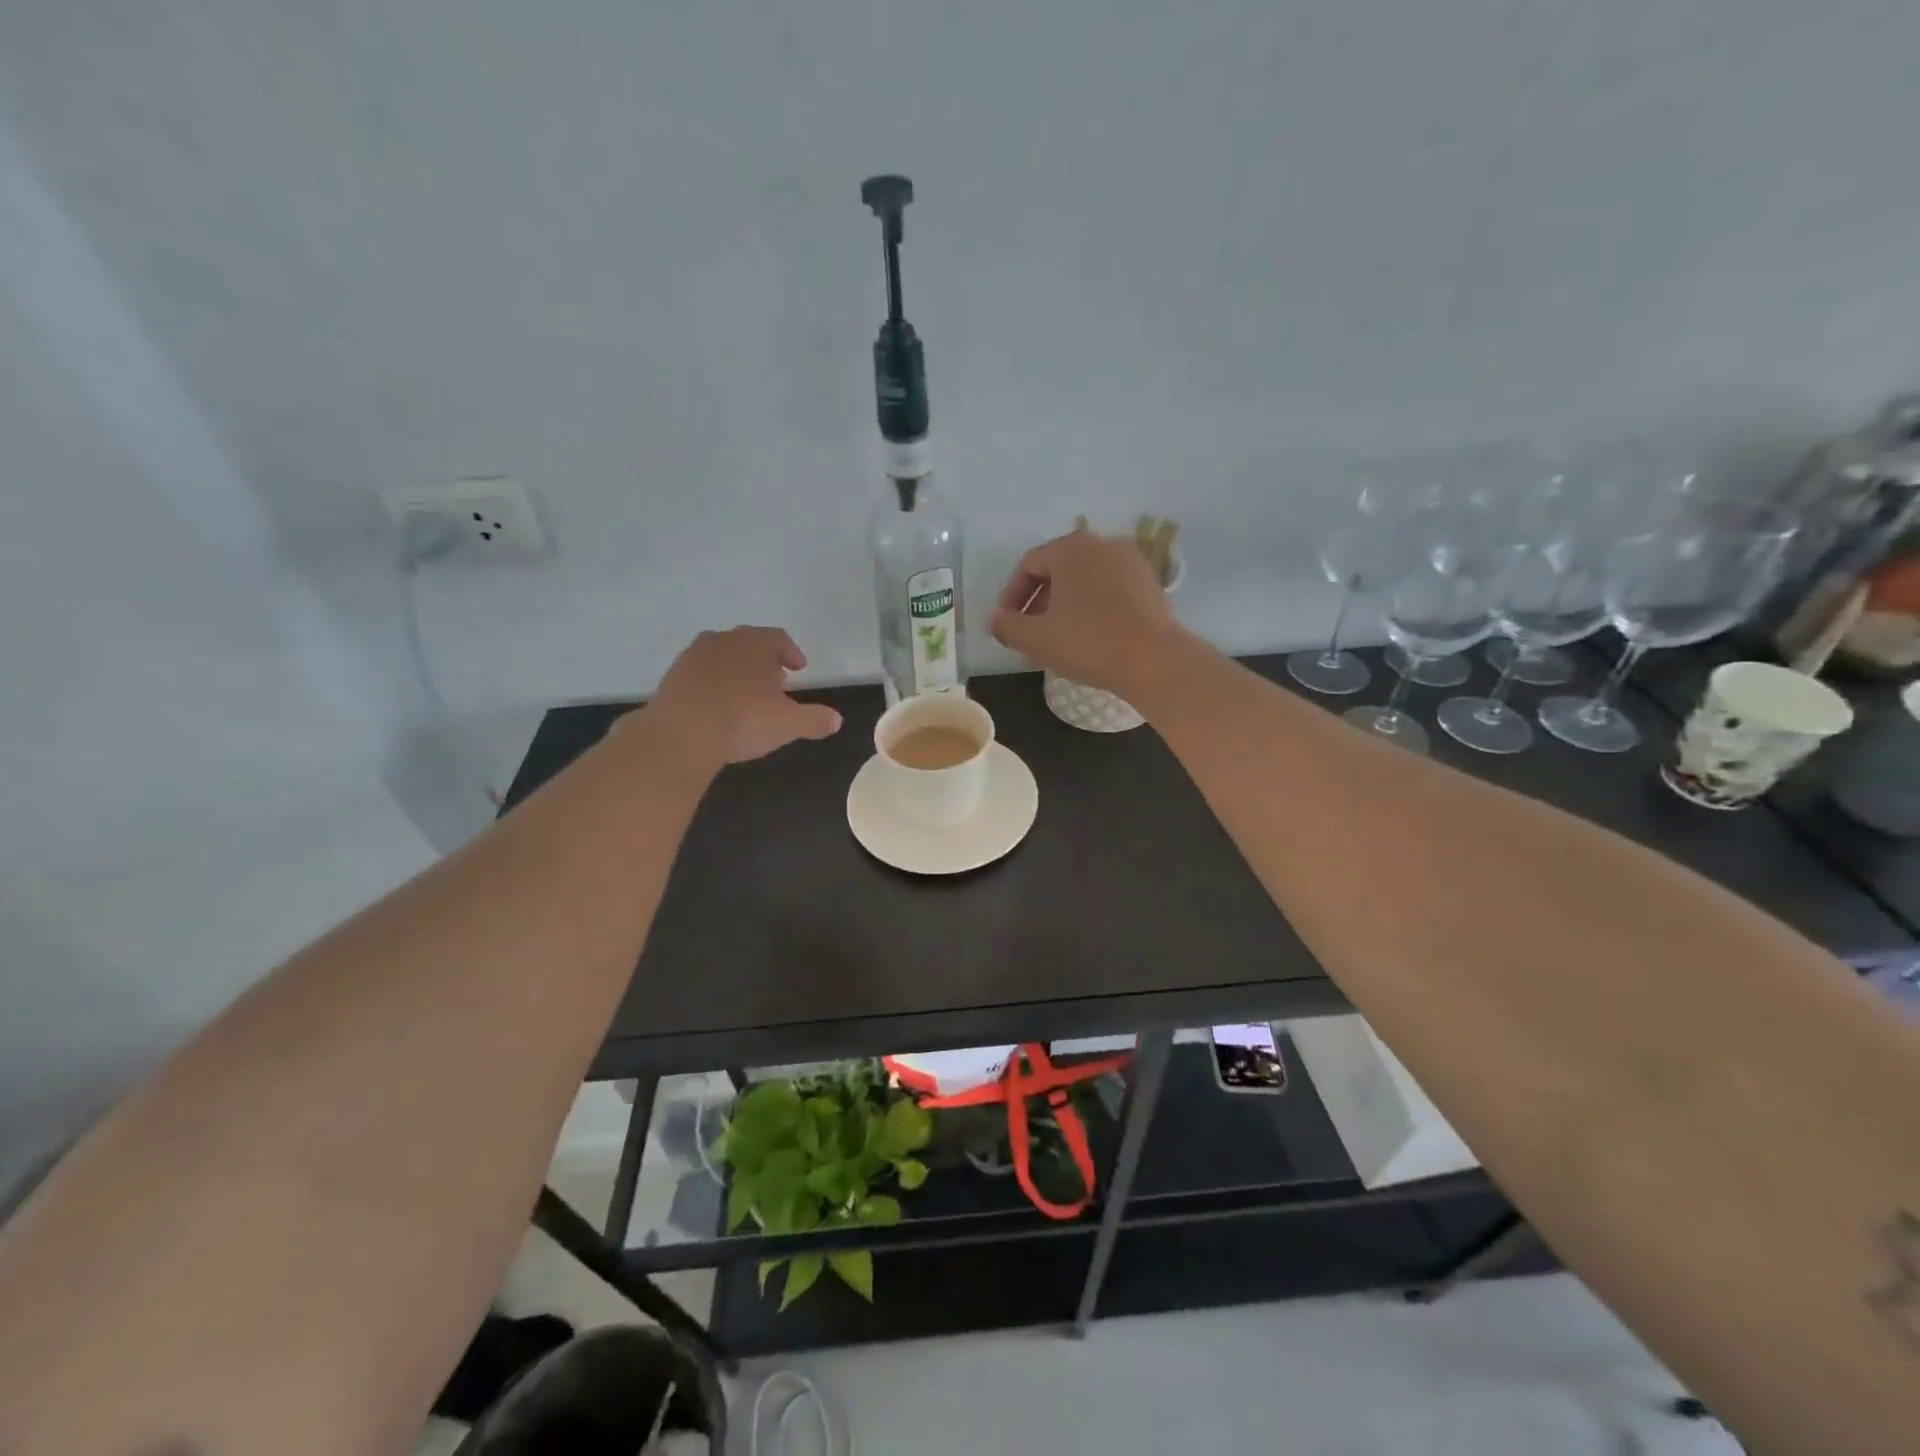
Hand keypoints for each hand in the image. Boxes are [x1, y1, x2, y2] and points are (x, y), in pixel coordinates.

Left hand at [648, 626, 842, 767]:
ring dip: (734, 670)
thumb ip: (815, 719)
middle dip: (762, 660)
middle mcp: (724, 641)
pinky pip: (698, 675)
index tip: (798, 668)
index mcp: (756, 644)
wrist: (681, 733)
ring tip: (743, 694)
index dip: (791, 652)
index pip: (779, 638)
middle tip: (773, 681)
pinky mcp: (671, 677)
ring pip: (720, 656)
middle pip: (748, 643)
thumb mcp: (788, 724)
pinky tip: (715, 706)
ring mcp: (693, 657)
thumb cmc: (743, 719)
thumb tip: (837, 720)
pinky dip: (710, 684)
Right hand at [989, 529, 1184, 696]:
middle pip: (1059, 570)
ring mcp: (1131, 562)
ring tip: (1058, 638)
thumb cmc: (1089, 642)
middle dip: (1039, 601)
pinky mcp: (1150, 584)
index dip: (1011, 595)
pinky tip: (1090, 637)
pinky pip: (1110, 590)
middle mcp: (1102, 544)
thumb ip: (1007, 626)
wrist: (1155, 661)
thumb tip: (995, 620)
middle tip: (1030, 633)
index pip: (1029, 565)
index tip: (1006, 623)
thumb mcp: (1036, 639)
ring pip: (1085, 581)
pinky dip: (1093, 608)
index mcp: (1071, 548)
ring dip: (1065, 606)